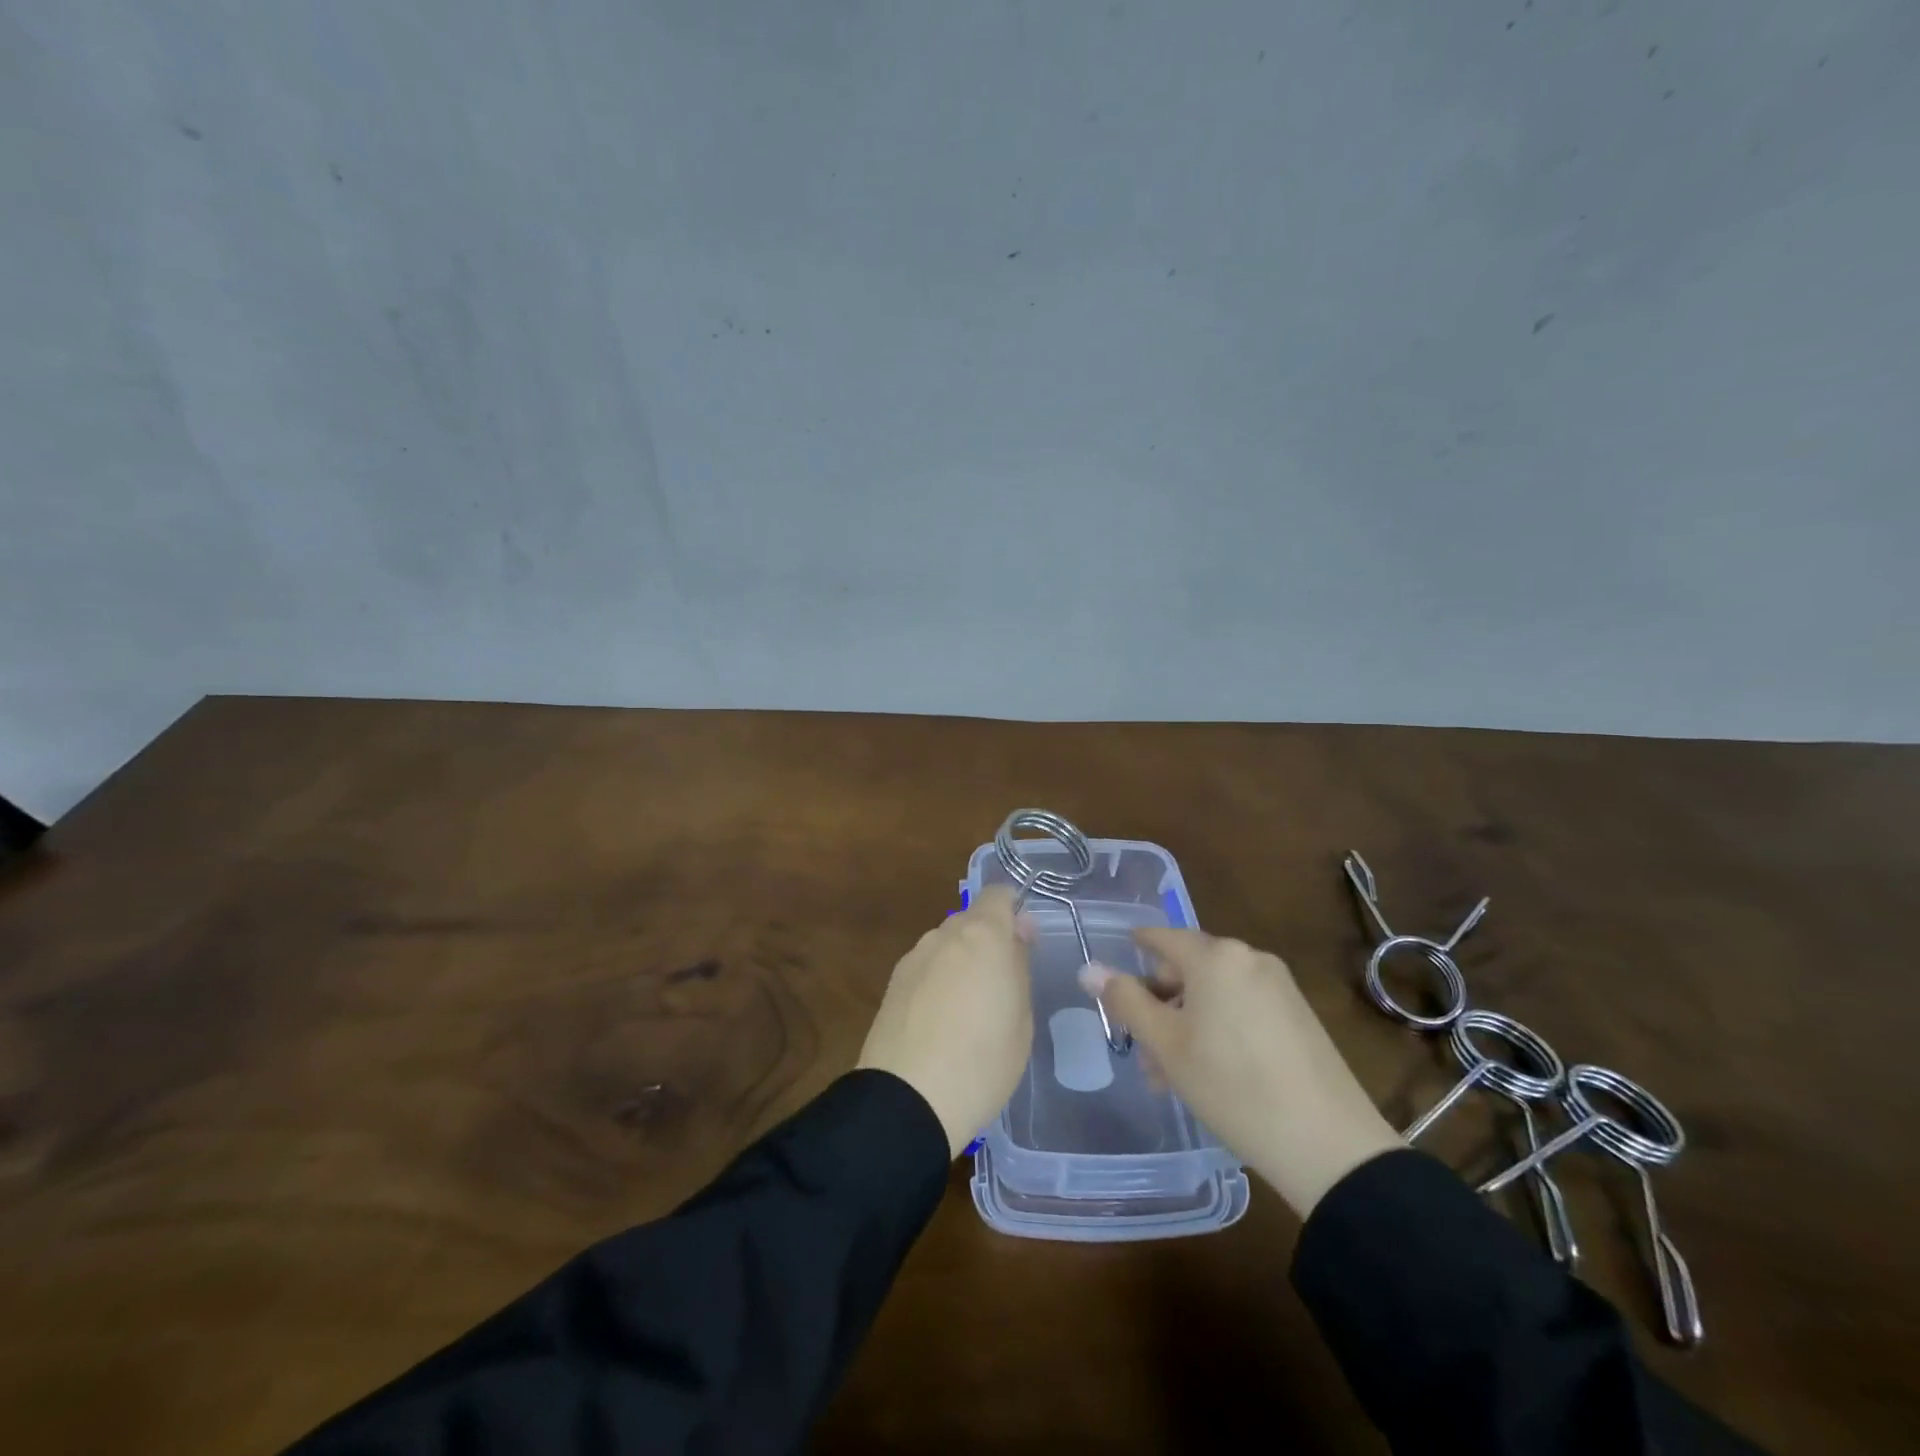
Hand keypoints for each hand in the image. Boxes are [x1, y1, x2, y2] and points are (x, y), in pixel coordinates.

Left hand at [858, 887, 1034, 1158]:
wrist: (909, 1101)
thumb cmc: (983, 1061)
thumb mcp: (1022, 1018)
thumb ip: (1019, 967)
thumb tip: (1016, 935)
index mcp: (983, 935)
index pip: (999, 894)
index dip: (1014, 911)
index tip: (1024, 944)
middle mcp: (945, 935)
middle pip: (971, 920)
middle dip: (988, 941)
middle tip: (1002, 986)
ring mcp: (914, 957)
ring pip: (947, 945)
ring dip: (961, 962)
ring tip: (968, 1011)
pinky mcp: (892, 983)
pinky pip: (926, 968)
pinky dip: (937, 981)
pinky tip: (940, 1022)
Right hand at [1080, 929, 1402, 1217]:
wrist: (1329, 1145)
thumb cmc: (1232, 1086)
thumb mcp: (1167, 1045)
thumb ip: (1125, 1001)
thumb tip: (1088, 969)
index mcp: (1215, 956)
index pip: (1160, 938)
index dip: (1133, 950)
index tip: (1114, 974)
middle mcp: (1249, 958)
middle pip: (1188, 968)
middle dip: (1160, 1004)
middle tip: (1144, 1052)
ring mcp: (1280, 985)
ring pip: (1215, 992)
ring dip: (1187, 1022)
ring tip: (1174, 1075)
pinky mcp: (1299, 1014)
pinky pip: (1244, 1007)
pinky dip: (1219, 1027)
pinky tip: (1213, 1072)